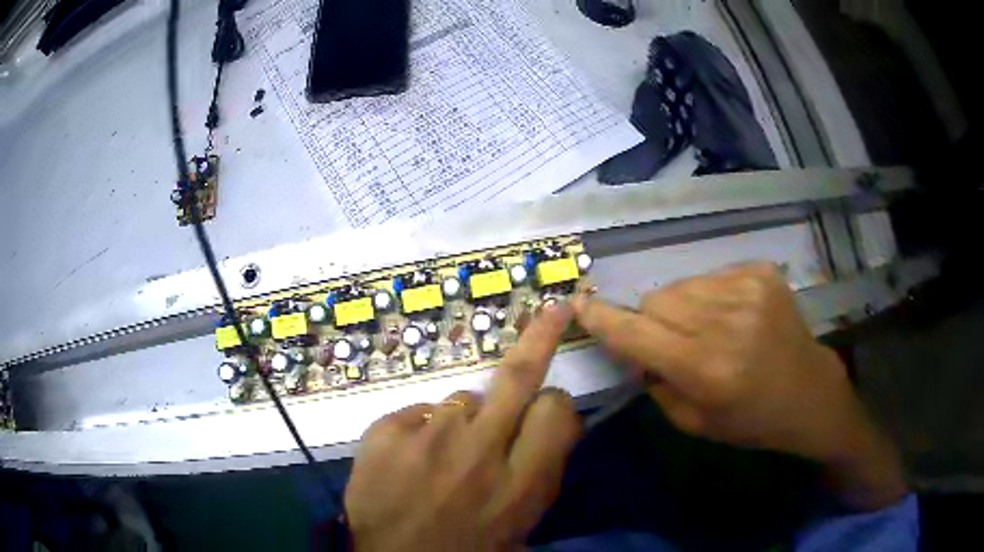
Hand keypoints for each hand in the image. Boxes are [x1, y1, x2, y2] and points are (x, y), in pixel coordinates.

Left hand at [344, 303, 582, 550]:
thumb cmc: (465, 551)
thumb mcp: (520, 525)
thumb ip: (540, 474)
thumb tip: (552, 425)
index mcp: (519, 485)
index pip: (556, 411)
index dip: (555, 405)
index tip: (546, 409)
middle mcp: (478, 452)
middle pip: (517, 376)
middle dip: (541, 337)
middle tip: (553, 312)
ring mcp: (427, 437)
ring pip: (462, 399)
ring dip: (464, 420)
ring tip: (445, 456)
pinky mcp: (384, 432)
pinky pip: (418, 413)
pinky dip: (421, 431)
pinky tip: (410, 461)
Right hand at [573, 262, 907, 509]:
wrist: (809, 392)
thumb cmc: (750, 420)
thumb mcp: (694, 423)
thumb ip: (656, 383)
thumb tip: (632, 347)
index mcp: (707, 370)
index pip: (638, 333)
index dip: (604, 319)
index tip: (579, 305)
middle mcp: (726, 323)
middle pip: (657, 299)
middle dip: (651, 320)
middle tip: (670, 342)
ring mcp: (748, 291)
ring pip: (681, 285)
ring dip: (680, 306)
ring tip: (704, 329)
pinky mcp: (762, 273)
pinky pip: (711, 276)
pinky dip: (710, 296)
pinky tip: (732, 317)